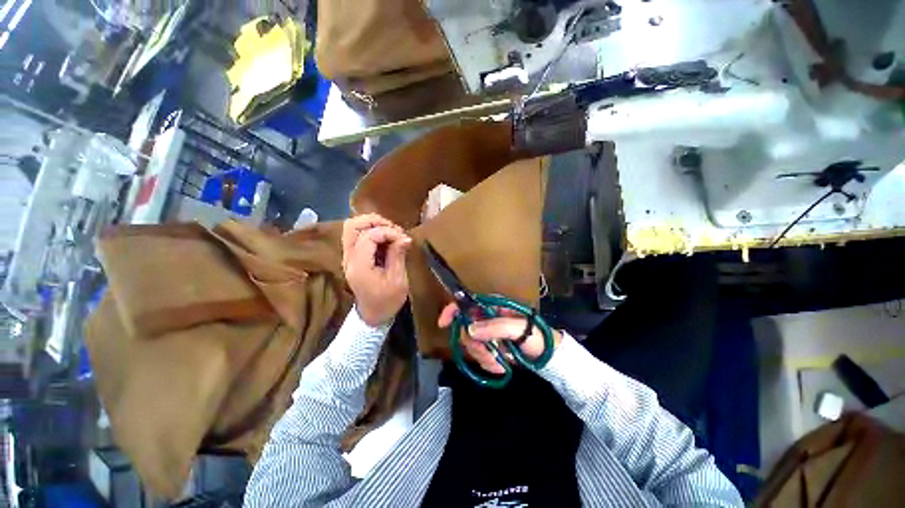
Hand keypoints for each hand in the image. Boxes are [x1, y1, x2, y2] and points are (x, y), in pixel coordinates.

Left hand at [342, 214, 412, 326]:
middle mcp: (349, 258)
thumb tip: (405, 237)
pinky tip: (386, 238)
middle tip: (394, 228)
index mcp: (359, 265)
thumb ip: (398, 256)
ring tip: (391, 231)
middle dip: (375, 221)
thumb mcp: (398, 280)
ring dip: (372, 225)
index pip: (368, 236)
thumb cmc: (387, 301)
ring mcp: (348, 257)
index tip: (403, 239)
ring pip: (352, 228)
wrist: (373, 316)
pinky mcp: (353, 257)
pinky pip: (357, 236)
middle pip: (352, 226)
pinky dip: (371, 231)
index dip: (388, 232)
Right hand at [437, 303, 562, 374]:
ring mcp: (488, 333)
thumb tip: (469, 329)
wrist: (549, 356)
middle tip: (490, 355)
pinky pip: (479, 356)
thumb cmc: (537, 336)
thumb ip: (495, 327)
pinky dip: (488, 363)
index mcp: (493, 306)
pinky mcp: (490, 347)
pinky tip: (500, 367)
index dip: (453, 310)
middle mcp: (487, 317)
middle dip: (476, 345)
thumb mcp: (518, 329)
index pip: (467, 303)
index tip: (443, 323)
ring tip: (500, 363)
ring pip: (471, 345)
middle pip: (466, 329)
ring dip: (484, 357)